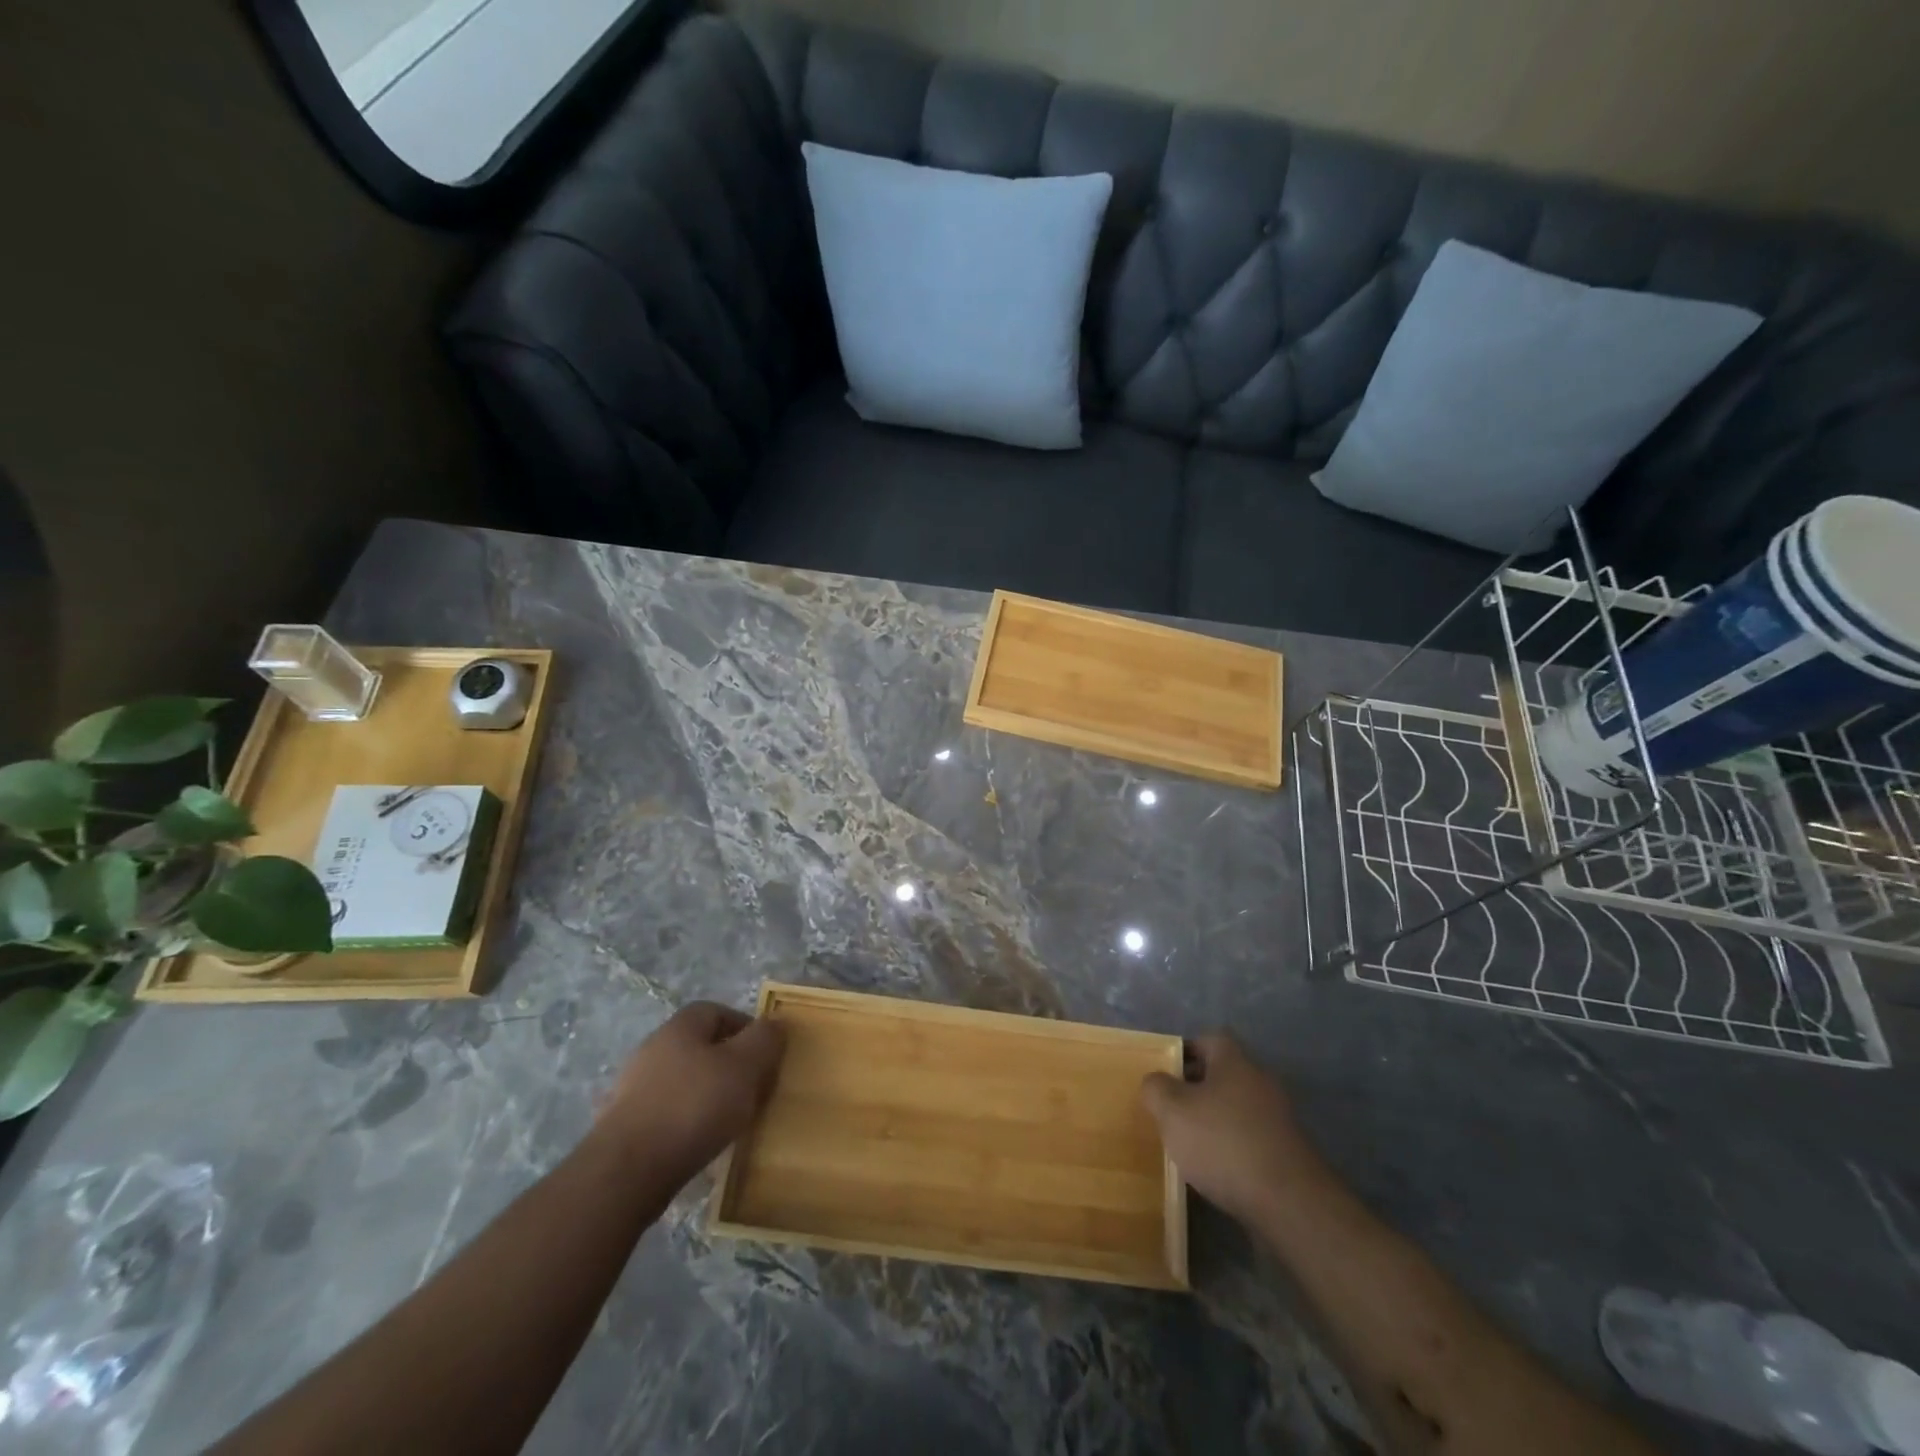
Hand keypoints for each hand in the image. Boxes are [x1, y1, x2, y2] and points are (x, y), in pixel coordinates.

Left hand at [596, 1001, 785, 1186]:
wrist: (626, 1172)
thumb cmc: (693, 1107)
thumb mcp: (744, 1067)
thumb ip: (764, 1040)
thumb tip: (774, 1024)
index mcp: (680, 1027)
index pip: (717, 1010)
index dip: (745, 1027)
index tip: (765, 1055)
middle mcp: (653, 1049)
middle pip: (700, 1046)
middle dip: (729, 1063)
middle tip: (753, 1088)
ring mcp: (633, 1088)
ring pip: (684, 1080)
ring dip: (708, 1094)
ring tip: (731, 1120)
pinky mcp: (624, 1125)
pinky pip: (667, 1112)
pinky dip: (687, 1121)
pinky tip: (700, 1142)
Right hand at [1141, 1034, 1326, 1223]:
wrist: (1289, 1203)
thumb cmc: (1223, 1143)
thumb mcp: (1172, 1110)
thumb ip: (1156, 1088)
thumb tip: (1156, 1082)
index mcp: (1235, 1061)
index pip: (1208, 1039)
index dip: (1184, 1051)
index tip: (1163, 1073)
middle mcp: (1260, 1081)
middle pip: (1222, 1074)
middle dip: (1196, 1089)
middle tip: (1170, 1109)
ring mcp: (1278, 1118)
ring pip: (1236, 1108)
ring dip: (1214, 1121)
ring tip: (1188, 1144)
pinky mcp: (1287, 1153)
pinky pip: (1250, 1138)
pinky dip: (1232, 1148)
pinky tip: (1215, 1171)